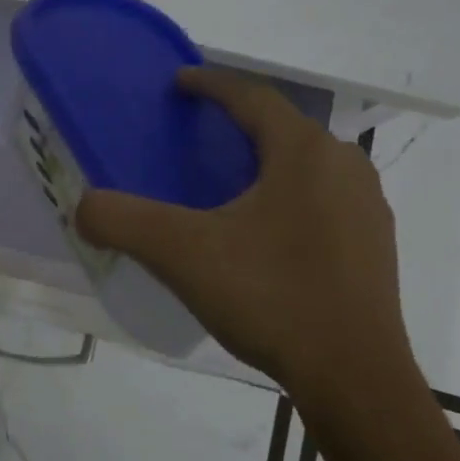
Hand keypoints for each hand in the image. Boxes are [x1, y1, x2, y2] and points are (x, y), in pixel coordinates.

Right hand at [76, 69, 412, 396]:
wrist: (354, 378)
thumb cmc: (271, 297)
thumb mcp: (182, 255)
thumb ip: (124, 221)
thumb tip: (84, 206)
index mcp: (303, 152)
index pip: (252, 97)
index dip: (211, 83)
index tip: (180, 83)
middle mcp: (344, 165)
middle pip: (282, 128)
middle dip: (238, 123)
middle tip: (197, 138)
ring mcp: (367, 207)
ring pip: (307, 166)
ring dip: (267, 163)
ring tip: (229, 186)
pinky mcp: (375, 246)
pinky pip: (325, 201)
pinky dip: (290, 198)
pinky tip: (267, 235)